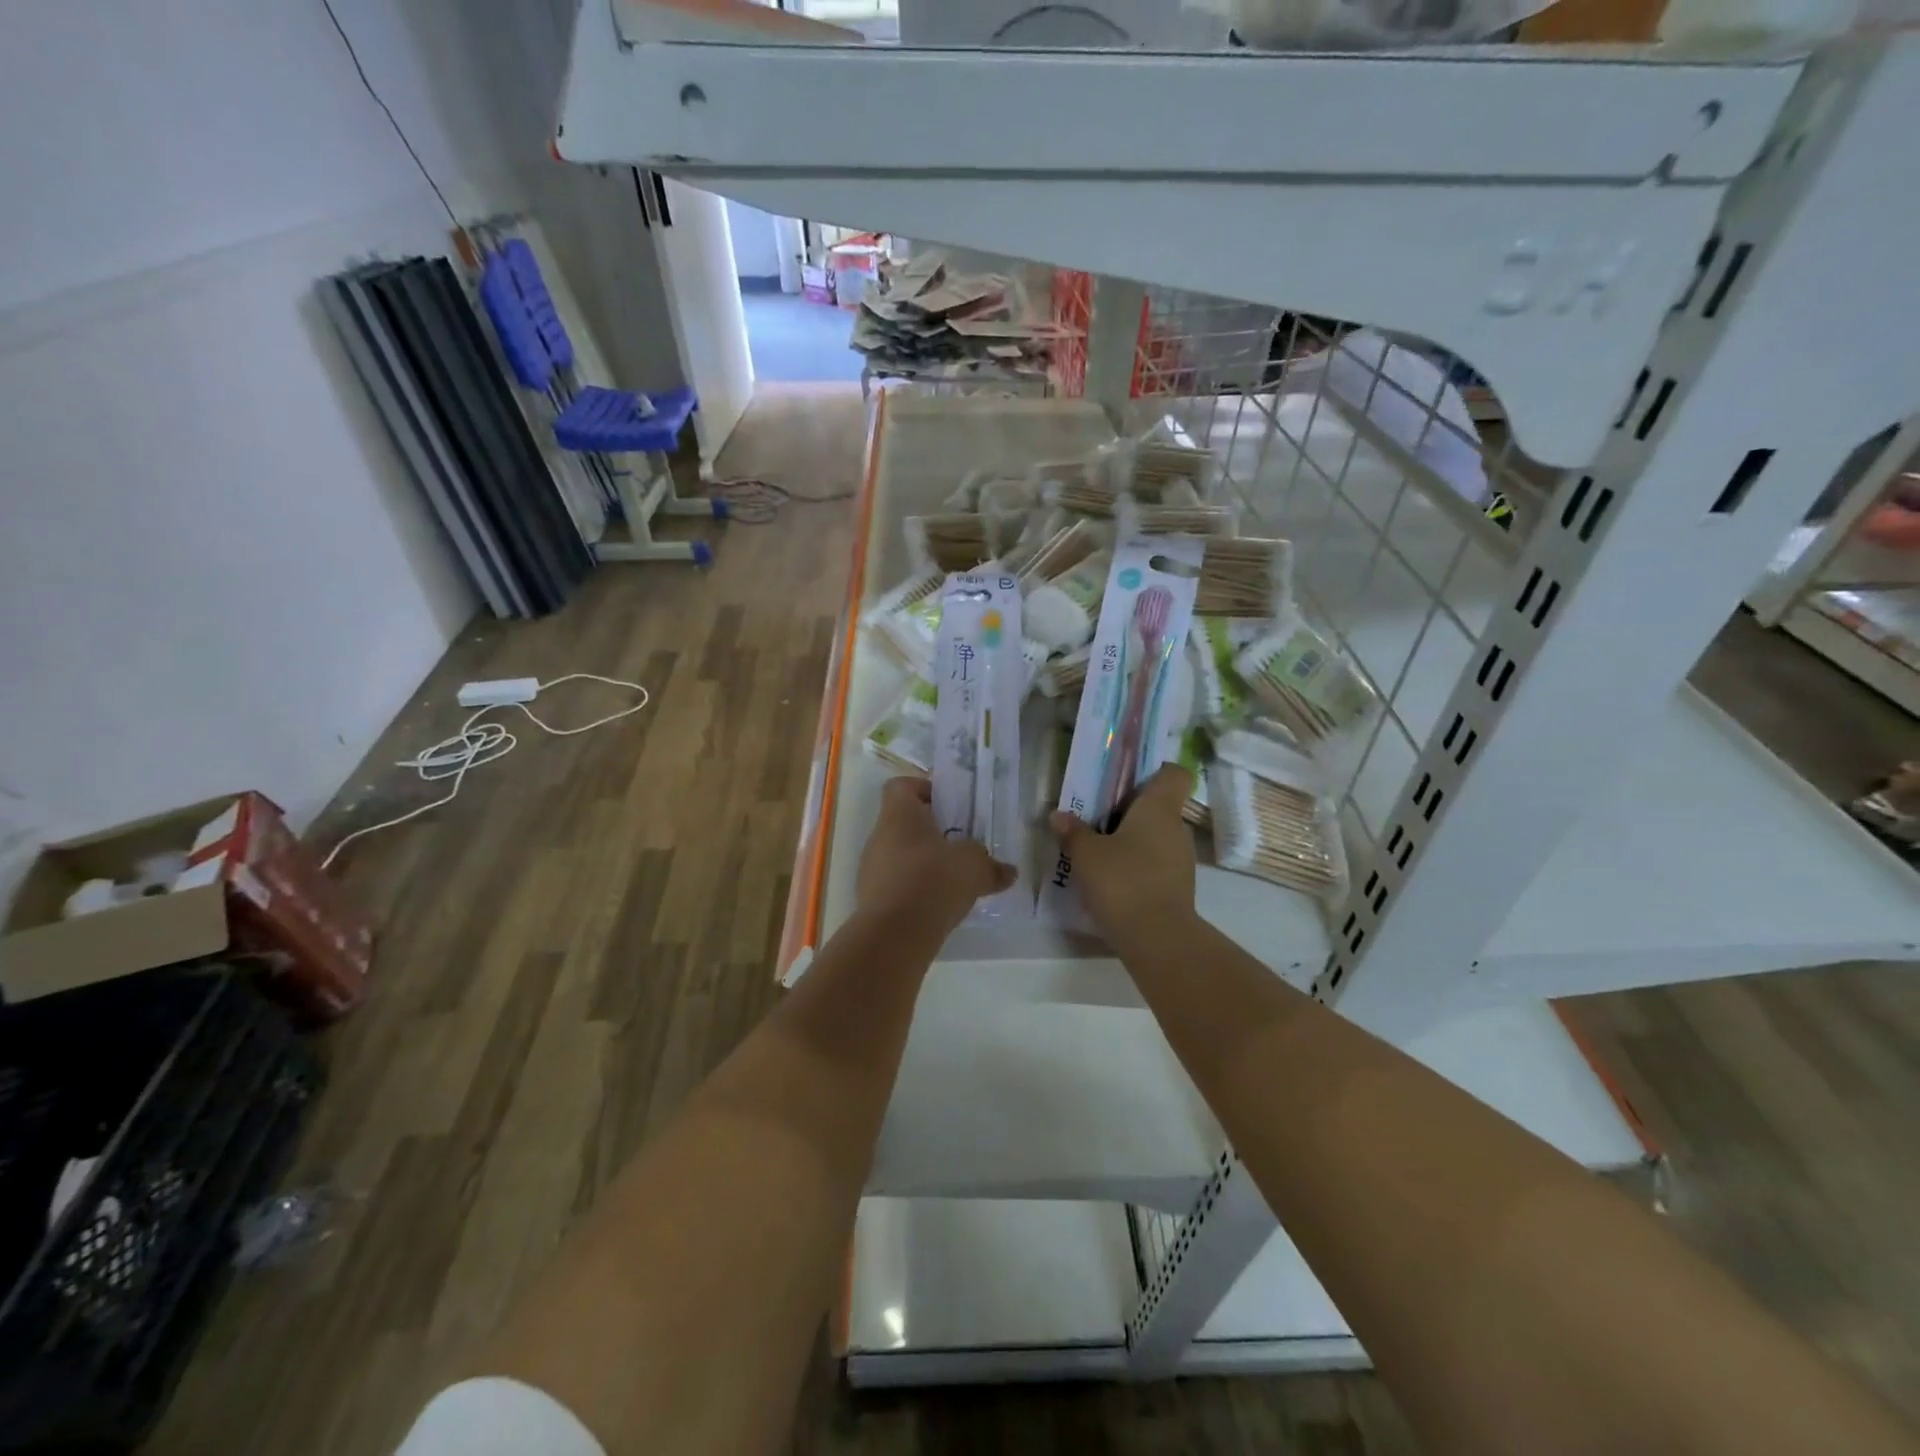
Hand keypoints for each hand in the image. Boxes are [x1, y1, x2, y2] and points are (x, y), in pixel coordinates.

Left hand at [858, 777, 1016, 930]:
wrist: (894, 935)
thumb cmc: (933, 882)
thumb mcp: (974, 868)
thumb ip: (990, 865)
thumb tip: (1008, 871)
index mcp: (899, 815)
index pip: (901, 786)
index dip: (923, 789)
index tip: (948, 805)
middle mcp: (879, 836)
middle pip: (903, 823)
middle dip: (931, 832)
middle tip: (960, 845)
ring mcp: (871, 869)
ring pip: (899, 855)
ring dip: (923, 863)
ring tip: (953, 879)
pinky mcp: (871, 899)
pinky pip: (896, 884)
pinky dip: (915, 889)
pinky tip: (938, 904)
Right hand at [1050, 764, 1197, 943]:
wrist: (1156, 938)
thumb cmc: (1122, 881)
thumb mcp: (1086, 854)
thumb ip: (1073, 831)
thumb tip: (1059, 815)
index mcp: (1159, 808)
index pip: (1174, 774)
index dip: (1154, 772)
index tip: (1126, 781)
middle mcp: (1176, 828)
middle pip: (1159, 807)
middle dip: (1130, 811)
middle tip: (1097, 819)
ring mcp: (1181, 859)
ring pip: (1156, 837)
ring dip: (1132, 841)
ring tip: (1099, 853)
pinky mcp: (1178, 887)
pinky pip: (1156, 864)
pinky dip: (1137, 866)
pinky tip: (1112, 881)